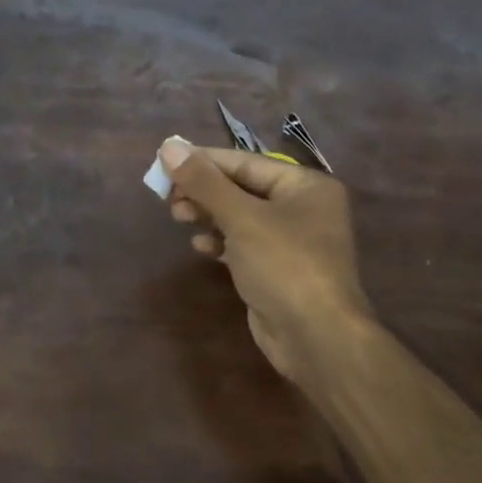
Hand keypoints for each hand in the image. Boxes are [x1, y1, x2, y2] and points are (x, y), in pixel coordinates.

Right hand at [161, 140, 374, 380]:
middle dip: (203, 191)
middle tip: (168, 197)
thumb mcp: (241, 217)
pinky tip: (200, 246)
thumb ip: (204, 181)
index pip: (245, 162)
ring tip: (178, 217)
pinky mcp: (278, 269)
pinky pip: (243, 244)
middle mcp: (302, 208)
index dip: (203, 161)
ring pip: (240, 216)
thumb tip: (169, 146)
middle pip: (242, 188)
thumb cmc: (284, 265)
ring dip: (208, 215)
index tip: (165, 163)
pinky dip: (220, 241)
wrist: (316, 336)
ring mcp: (291, 241)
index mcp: (305, 185)